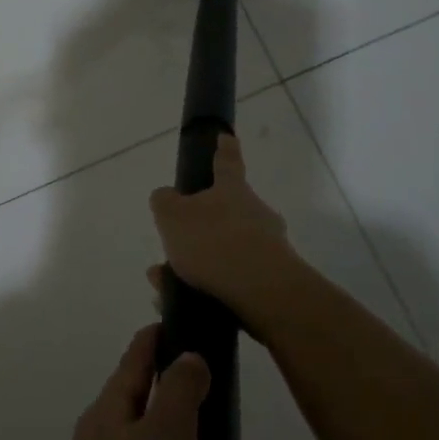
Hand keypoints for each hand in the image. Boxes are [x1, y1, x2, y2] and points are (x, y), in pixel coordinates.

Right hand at [148, 133, 305, 333]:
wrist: (263, 293)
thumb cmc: (213, 243)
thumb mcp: (172, 216)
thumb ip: (164, 202)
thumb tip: (167, 196)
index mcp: (232, 191)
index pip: (227, 162)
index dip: (224, 149)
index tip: (226, 137)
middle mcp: (255, 214)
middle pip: (226, 212)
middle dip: (200, 228)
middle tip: (174, 245)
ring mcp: (269, 247)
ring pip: (226, 250)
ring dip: (198, 264)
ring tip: (166, 284)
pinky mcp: (273, 281)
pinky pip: (234, 279)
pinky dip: (209, 286)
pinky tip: (184, 302)